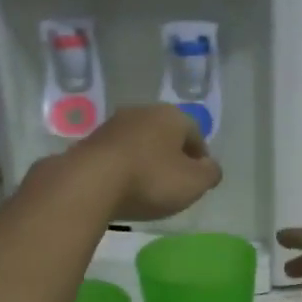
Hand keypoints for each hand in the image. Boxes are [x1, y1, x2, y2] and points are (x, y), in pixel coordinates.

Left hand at [68, 104, 221, 221]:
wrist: (90, 183)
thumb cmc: (151, 180)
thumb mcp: (194, 183)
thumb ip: (210, 174)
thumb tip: (211, 167)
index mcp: (172, 116)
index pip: (196, 135)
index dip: (200, 159)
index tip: (198, 180)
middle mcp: (142, 112)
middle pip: (166, 136)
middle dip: (172, 157)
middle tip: (174, 184)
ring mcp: (112, 125)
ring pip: (140, 143)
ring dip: (146, 161)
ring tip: (147, 188)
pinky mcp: (90, 142)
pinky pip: (117, 155)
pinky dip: (124, 168)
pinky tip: (123, 188)